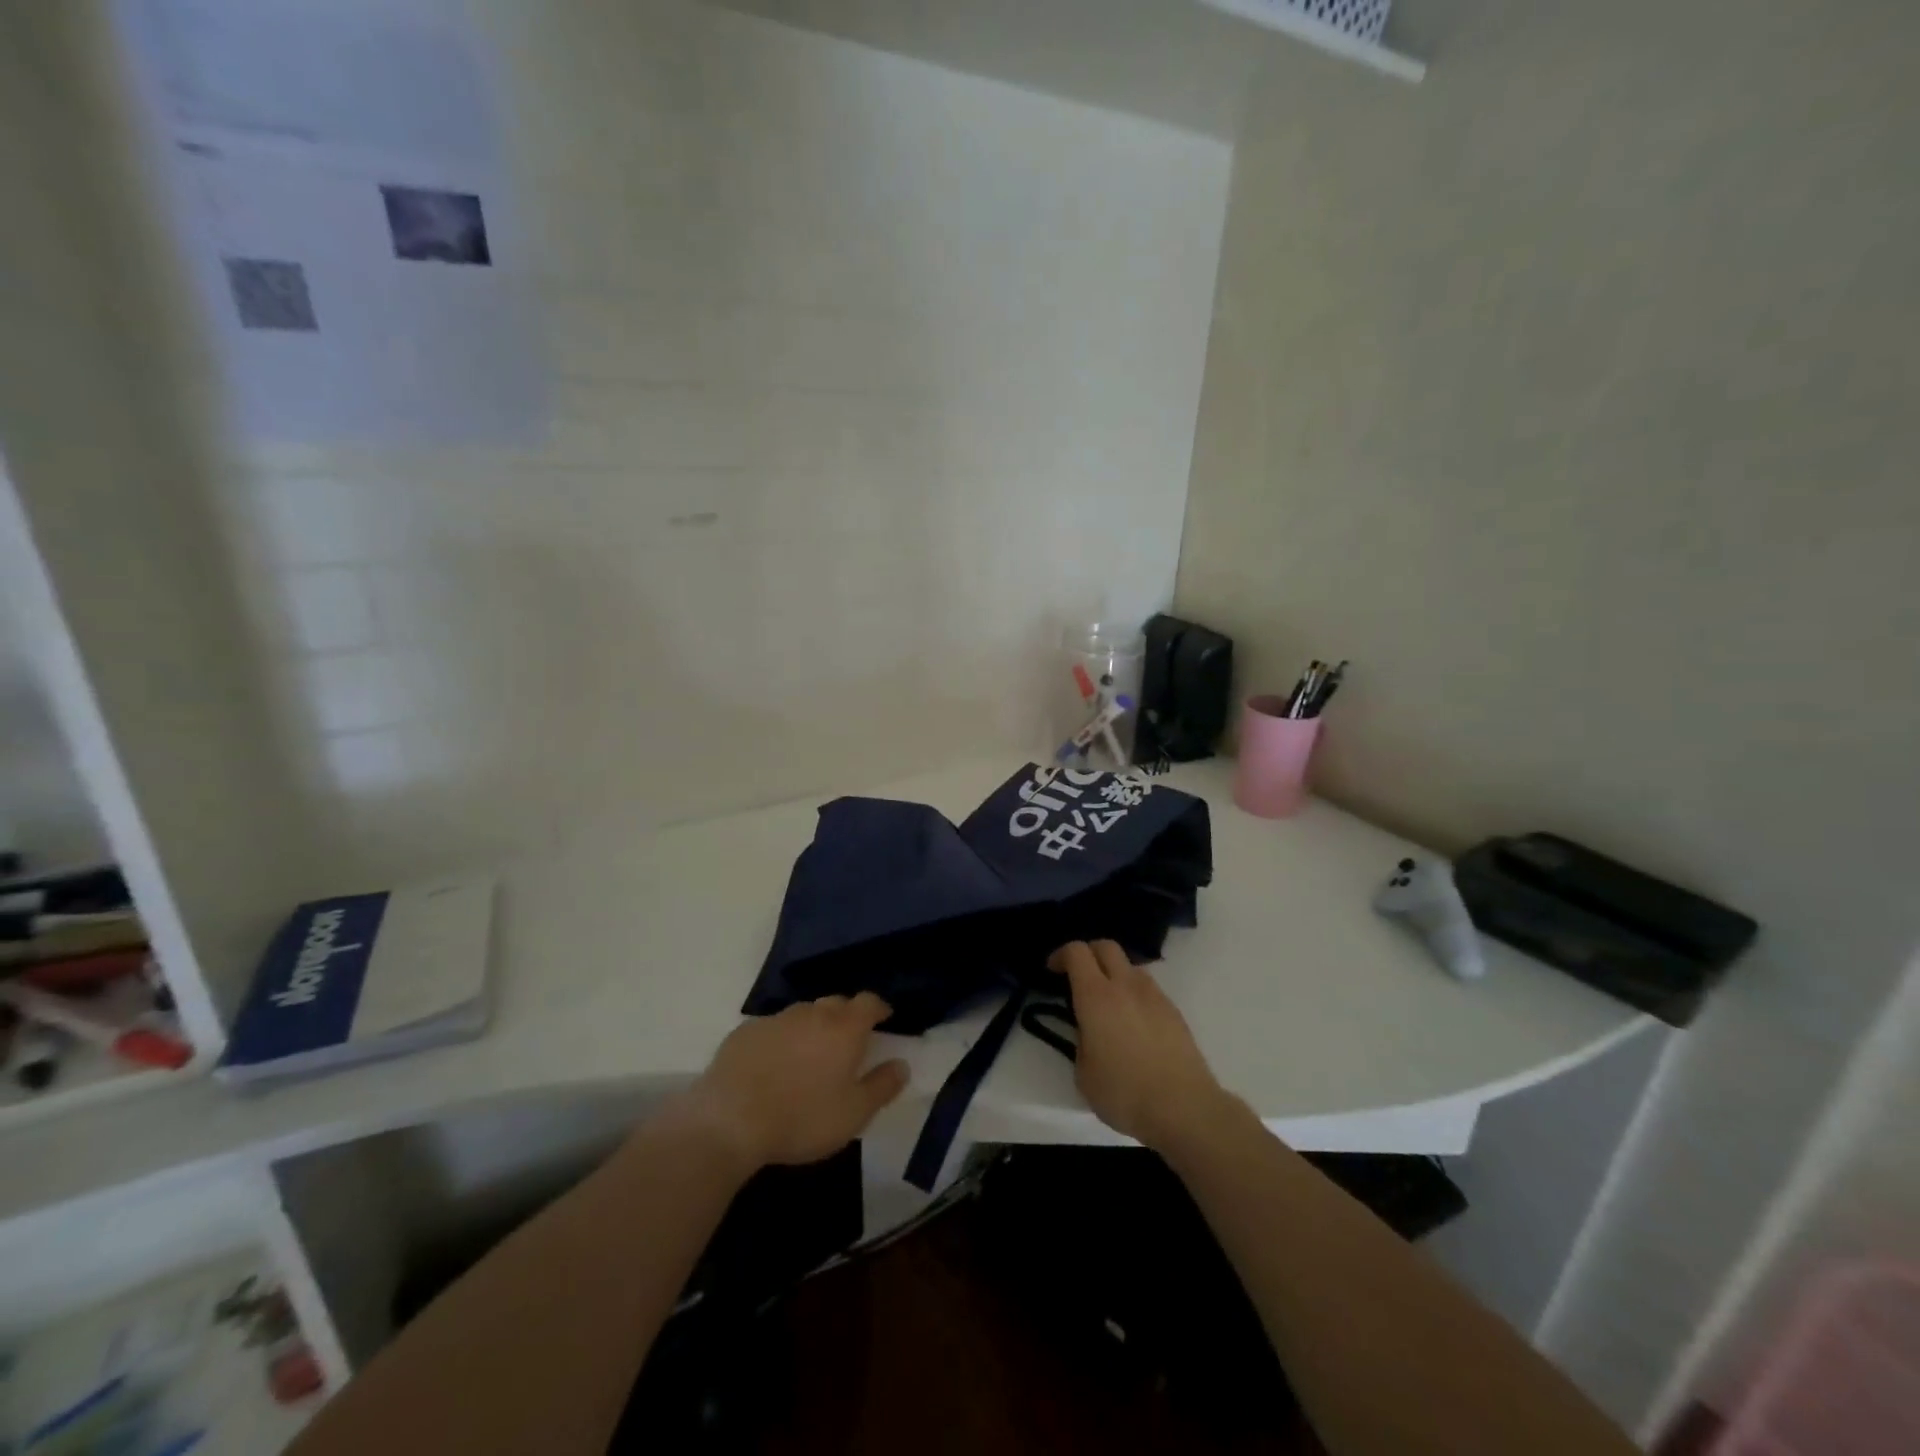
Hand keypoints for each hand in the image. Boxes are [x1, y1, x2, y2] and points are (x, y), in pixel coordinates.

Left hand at [681, 992, 909, 1169]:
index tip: (883, 1019)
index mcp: (844, 1028)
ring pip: (803, 1014)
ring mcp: (775, 1019)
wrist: (729, 1121)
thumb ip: (882, 1086)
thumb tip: (902, 1065)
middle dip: (846, 1016)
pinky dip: (781, 1039)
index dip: (878, 1007)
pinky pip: (772, 1028)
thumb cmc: (802, 1118)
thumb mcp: (853, 1114)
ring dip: (812, 1027)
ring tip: (810, 1054)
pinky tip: (773, 1064)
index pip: (868, 1001)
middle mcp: (812, 1013)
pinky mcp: (744, 1032)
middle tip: (848, 1041)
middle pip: (835, 1003)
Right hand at [1049, 940, 1230, 1152]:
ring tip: (1108, 1003)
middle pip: (1106, 946)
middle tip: (1078, 976)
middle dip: (1088, 953)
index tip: (1052, 971)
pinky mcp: (1174, 1011)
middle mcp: (1125, 985)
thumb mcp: (1084, 1074)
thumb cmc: (1125, 1093)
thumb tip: (1089, 1033)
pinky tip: (1133, 1022)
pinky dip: (1134, 994)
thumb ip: (1081, 1042)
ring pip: (1130, 966)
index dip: (1061, 955)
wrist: (1184, 1107)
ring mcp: (1154, 995)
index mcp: (1096, 996)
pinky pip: (1148, 988)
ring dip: (1114, 973)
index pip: (1076, 952)